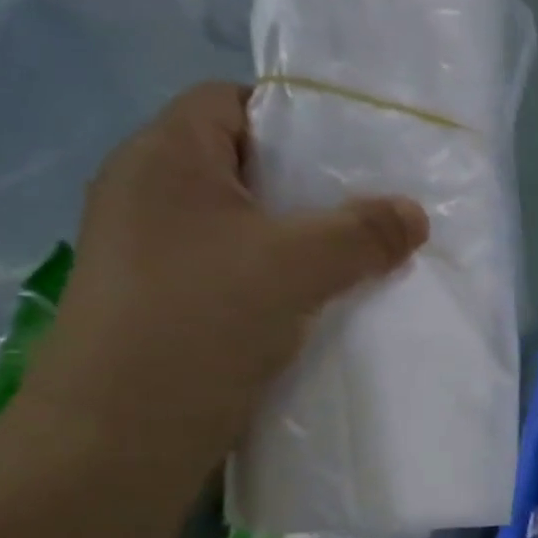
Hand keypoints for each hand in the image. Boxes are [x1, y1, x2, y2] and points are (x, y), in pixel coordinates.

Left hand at [23, 83, 427, 490]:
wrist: (122, 435)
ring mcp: (156, 255)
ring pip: (247, 229)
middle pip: (247, 169)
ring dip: (303, 244)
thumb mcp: (295, 265)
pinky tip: (325, 308)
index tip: (357, 154)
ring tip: (364, 262)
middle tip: (375, 211)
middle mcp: (151, 196)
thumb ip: (362, 233)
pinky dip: (283, 283)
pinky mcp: (169, 306)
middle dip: (314, 190)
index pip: (233, 102)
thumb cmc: (201, 321)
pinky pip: (239, 275)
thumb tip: (415, 214)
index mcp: (165, 157)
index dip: (296, 117)